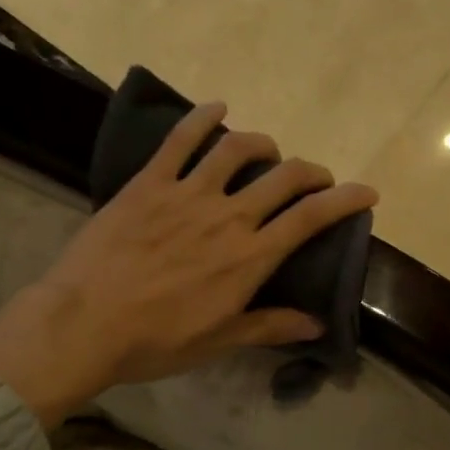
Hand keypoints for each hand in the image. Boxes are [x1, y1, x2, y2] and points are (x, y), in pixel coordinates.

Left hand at [0, 102, 377, 428]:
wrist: (84, 324)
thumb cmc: (155, 342)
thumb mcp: (219, 341)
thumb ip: (269, 326)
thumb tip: (316, 324)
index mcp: (249, 258)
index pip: (310, 219)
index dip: (345, 200)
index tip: (366, 192)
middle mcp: (228, 217)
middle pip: (283, 178)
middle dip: (310, 172)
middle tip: (315, 179)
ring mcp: (186, 194)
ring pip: (237, 150)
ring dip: (262, 143)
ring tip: (268, 149)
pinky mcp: (149, 183)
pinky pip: (180, 140)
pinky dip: (201, 118)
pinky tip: (217, 108)